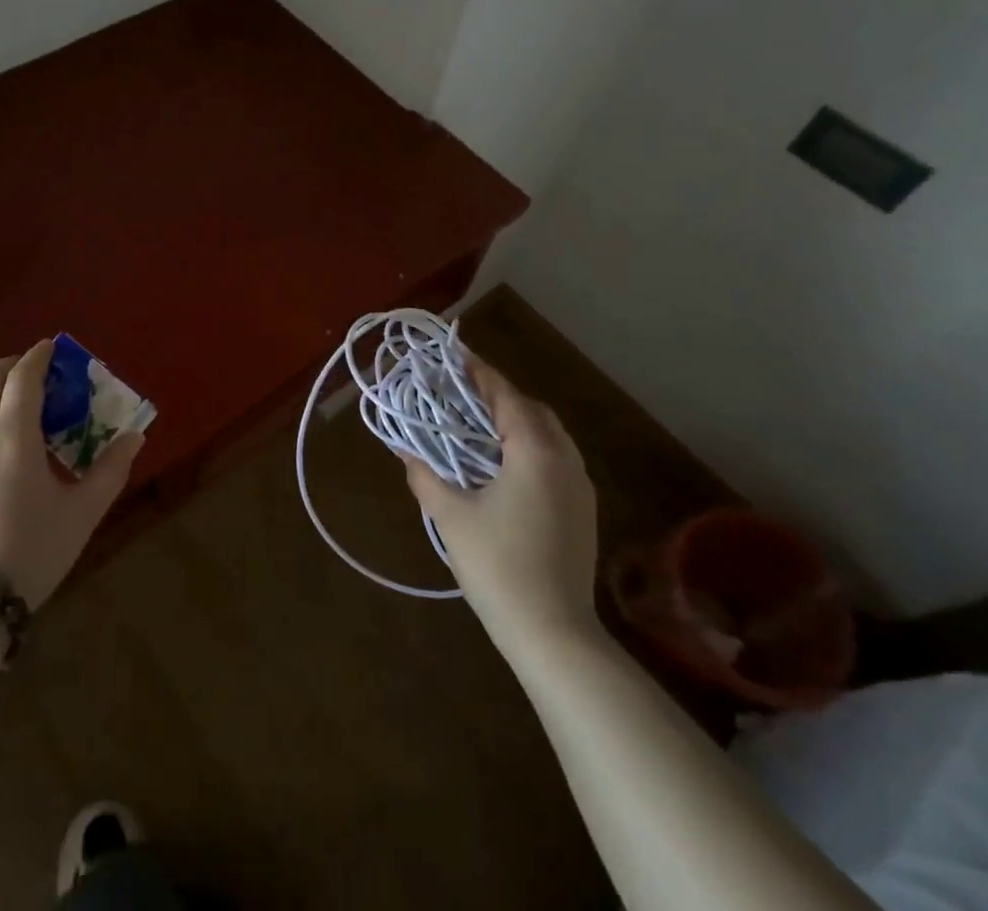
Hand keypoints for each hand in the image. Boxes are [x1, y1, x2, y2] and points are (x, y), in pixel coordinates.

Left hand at [0, 340, 143, 608]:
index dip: (39, 356)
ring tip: (4, 401)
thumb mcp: (82, 512)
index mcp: (14, 434)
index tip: (53, 347)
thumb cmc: (31, 551)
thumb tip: (134, 437)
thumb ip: (110, 469)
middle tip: (32, 372)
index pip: (24, 377)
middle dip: (9, 366)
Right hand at [401, 356, 599, 649]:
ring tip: (480, 427)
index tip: (455, 354)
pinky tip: (505, 466)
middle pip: (532, 410)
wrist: (554, 634)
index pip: (505, 396)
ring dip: (518, 422)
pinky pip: (556, 459)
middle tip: (462, 394)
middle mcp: (564, 459)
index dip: (478, 373)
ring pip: (549, 435)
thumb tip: (405, 452)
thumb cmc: (498, 566)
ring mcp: (579, 486)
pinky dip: (531, 447)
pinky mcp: (583, 510)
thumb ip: (425, 476)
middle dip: (499, 396)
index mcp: (534, 451)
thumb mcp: (451, 517)